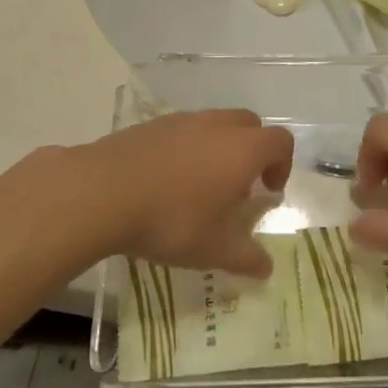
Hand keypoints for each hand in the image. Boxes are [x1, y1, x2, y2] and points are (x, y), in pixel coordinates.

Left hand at [81, 109, 293, 277]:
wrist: (105, 191)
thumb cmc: (171, 219)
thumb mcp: (213, 249)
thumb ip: (245, 257)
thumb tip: (266, 268)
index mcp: (243, 149)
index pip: (280, 141)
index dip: (282, 164)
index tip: (268, 191)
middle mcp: (218, 125)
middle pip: (250, 125)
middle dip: (254, 151)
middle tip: (239, 186)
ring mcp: (184, 120)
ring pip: (216, 124)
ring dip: (220, 148)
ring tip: (202, 185)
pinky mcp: (154, 124)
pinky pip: (185, 129)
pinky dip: (189, 147)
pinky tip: (168, 179)